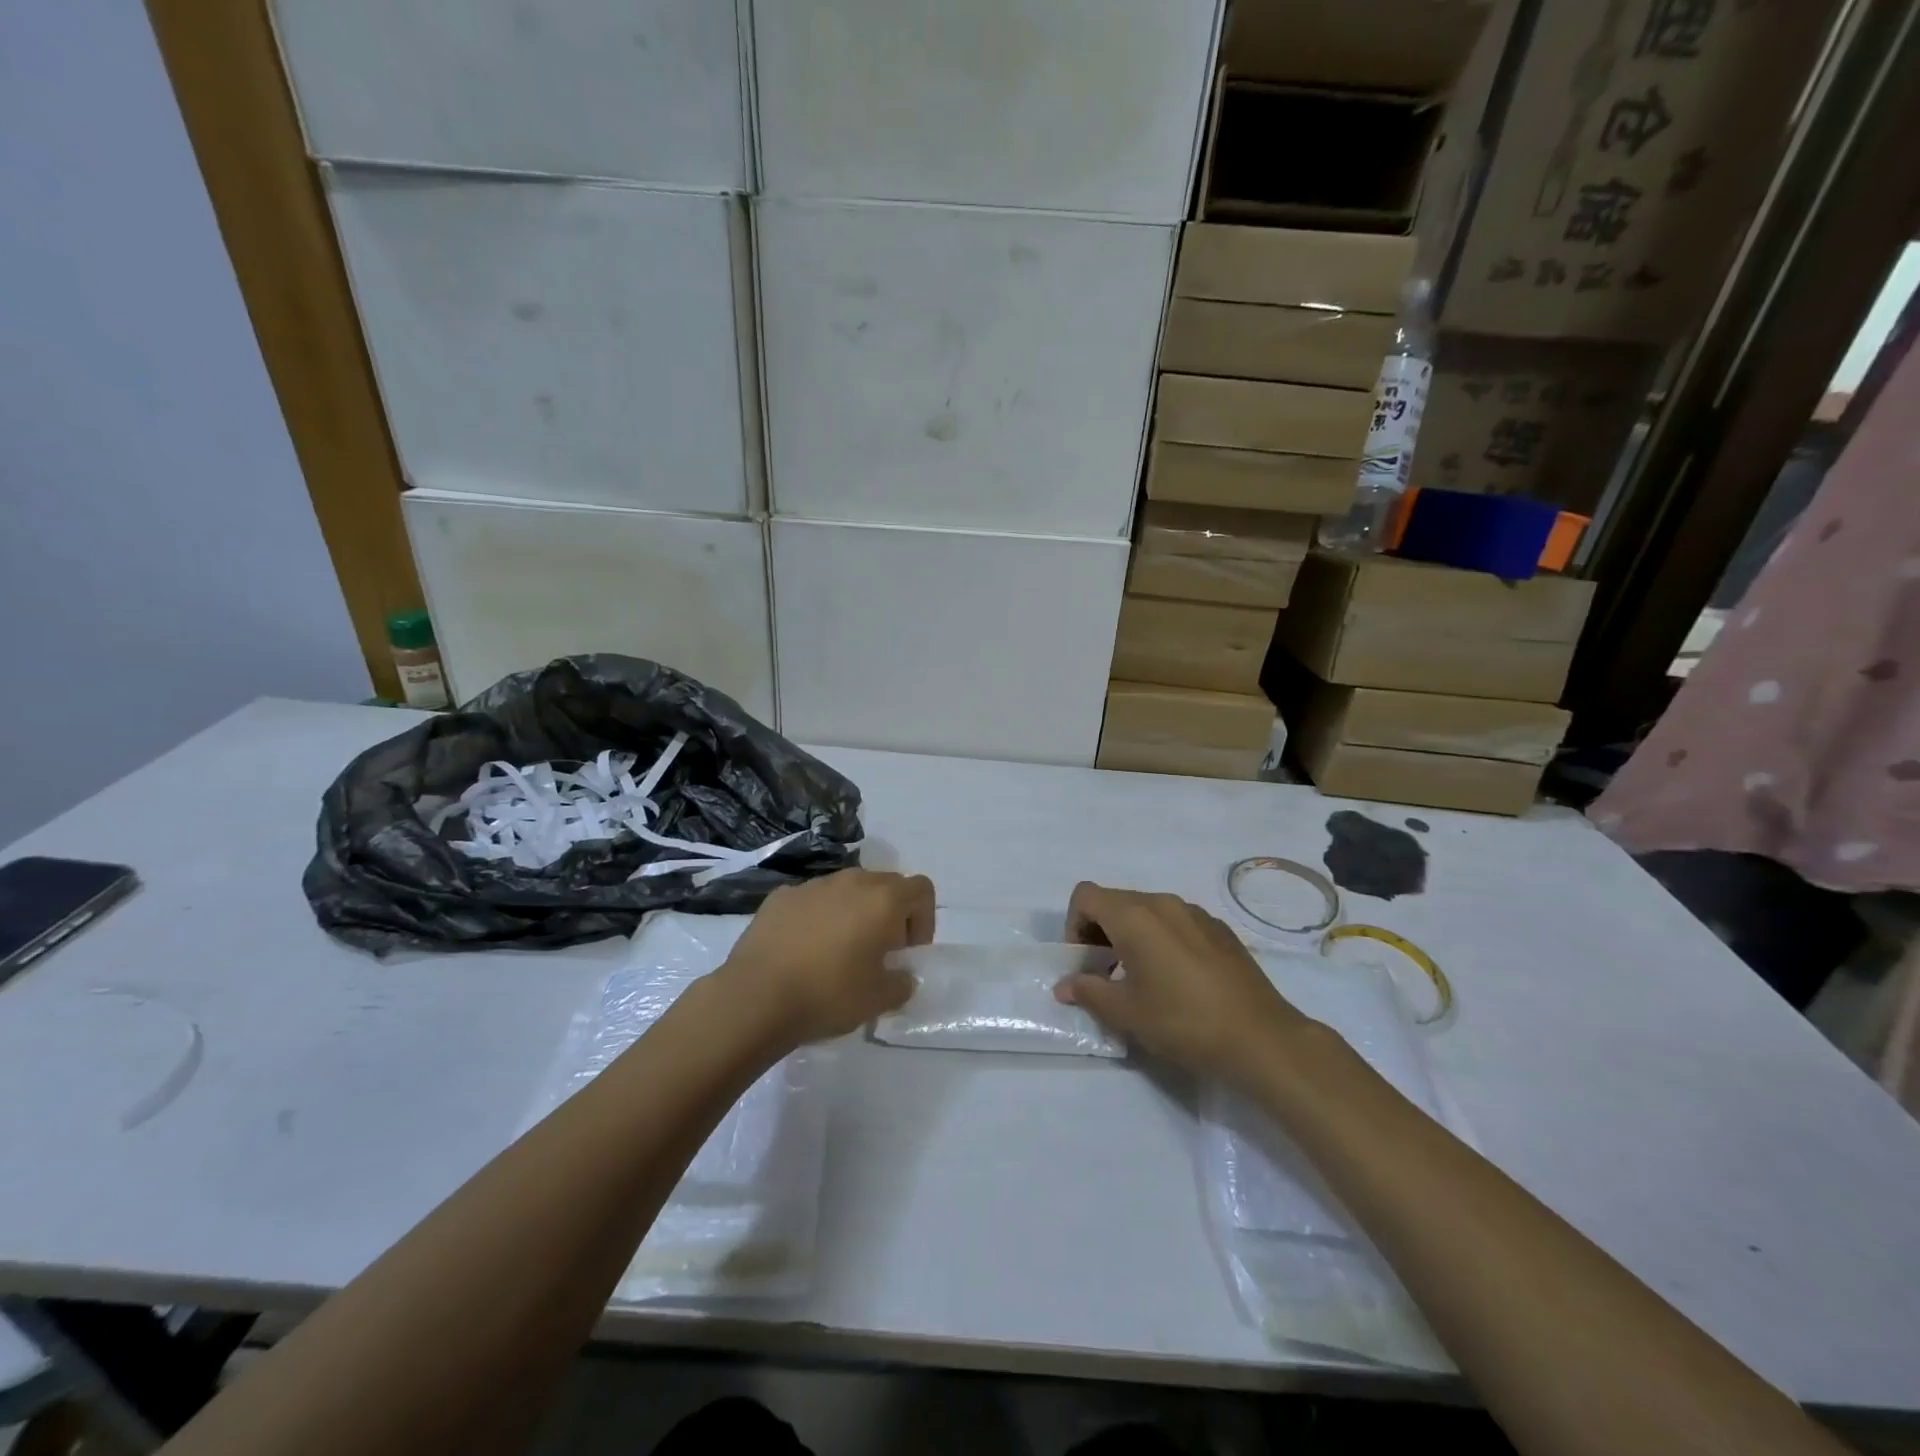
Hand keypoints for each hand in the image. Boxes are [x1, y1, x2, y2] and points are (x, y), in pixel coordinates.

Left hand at [719, 869, 934, 1046]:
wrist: (755, 997)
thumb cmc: (828, 995)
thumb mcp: (879, 1000)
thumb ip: (902, 983)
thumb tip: (901, 975)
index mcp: (883, 900)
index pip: (921, 889)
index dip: (923, 919)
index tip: (907, 952)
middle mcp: (851, 881)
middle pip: (885, 885)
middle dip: (890, 913)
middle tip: (878, 953)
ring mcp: (813, 885)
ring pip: (847, 889)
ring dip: (854, 913)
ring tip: (838, 952)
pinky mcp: (781, 896)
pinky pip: (813, 900)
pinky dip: (819, 917)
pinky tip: (804, 951)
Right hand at [1053, 882, 1304, 1082]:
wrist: (1261, 1038)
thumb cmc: (1183, 1021)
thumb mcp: (1126, 1013)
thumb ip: (1089, 992)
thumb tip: (1064, 985)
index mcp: (1135, 916)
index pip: (1086, 896)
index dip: (1073, 925)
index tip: (1084, 963)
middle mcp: (1163, 903)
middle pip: (1115, 901)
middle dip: (1099, 932)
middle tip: (1104, 974)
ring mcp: (1195, 913)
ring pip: (1147, 911)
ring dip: (1130, 935)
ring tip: (1140, 978)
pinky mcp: (1219, 929)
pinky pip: (1176, 922)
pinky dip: (1161, 940)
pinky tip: (1177, 980)